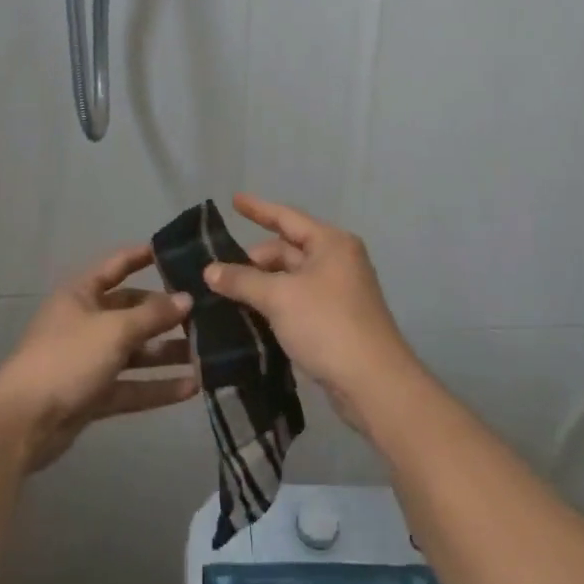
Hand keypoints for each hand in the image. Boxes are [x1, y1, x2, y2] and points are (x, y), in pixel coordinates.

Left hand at [0, 245, 199, 472]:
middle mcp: (85, 322)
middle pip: (131, 311)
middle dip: (165, 314)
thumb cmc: (67, 359)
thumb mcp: (114, 330)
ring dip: (166, 353)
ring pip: (135, 352)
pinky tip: (191, 388)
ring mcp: (89, 360)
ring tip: (206, 354)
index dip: (143, 256)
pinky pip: (131, 385)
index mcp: (81, 294)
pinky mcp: (93, 395)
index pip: (117, 265)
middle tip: (204, 315)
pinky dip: (157, 387)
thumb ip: (153, 315)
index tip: (177, 252)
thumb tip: (187, 299)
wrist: (23, 423)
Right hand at [204, 193, 420, 434]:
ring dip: (262, 285)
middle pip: (287, 250)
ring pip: (291, 279)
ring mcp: (338, 292)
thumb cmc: (327, 324)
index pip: (287, 218)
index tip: (233, 200)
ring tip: (226, 295)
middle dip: (254, 260)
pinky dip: (274, 305)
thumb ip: (242, 280)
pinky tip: (249, 316)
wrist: (373, 383)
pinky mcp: (335, 321)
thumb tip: (210, 270)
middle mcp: (338, 261)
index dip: (258, 209)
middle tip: (218, 274)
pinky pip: (297, 302)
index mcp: (331, 243)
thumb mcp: (279, 297)